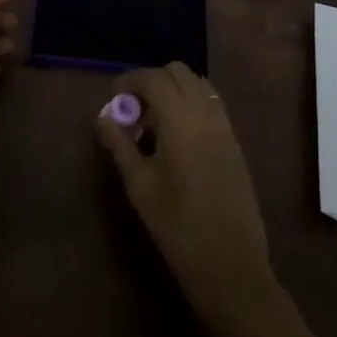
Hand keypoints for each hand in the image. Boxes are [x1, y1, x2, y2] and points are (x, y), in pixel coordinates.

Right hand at [95, 62, 277, 324]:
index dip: (130, 81)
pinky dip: (191, 105)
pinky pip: (210, 104)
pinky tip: (177, 138)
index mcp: (181, 118)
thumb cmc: (178, 226)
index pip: (153, 78)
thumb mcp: (140, 186)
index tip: (114, 99)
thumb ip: (120, 145)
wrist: (231, 265)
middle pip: (178, 72)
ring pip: (197, 84)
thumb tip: (102, 118)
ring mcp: (225, 125)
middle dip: (152, 82)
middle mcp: (206, 111)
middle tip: (134, 111)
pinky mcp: (234, 141)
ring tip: (154, 125)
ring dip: (173, 91)